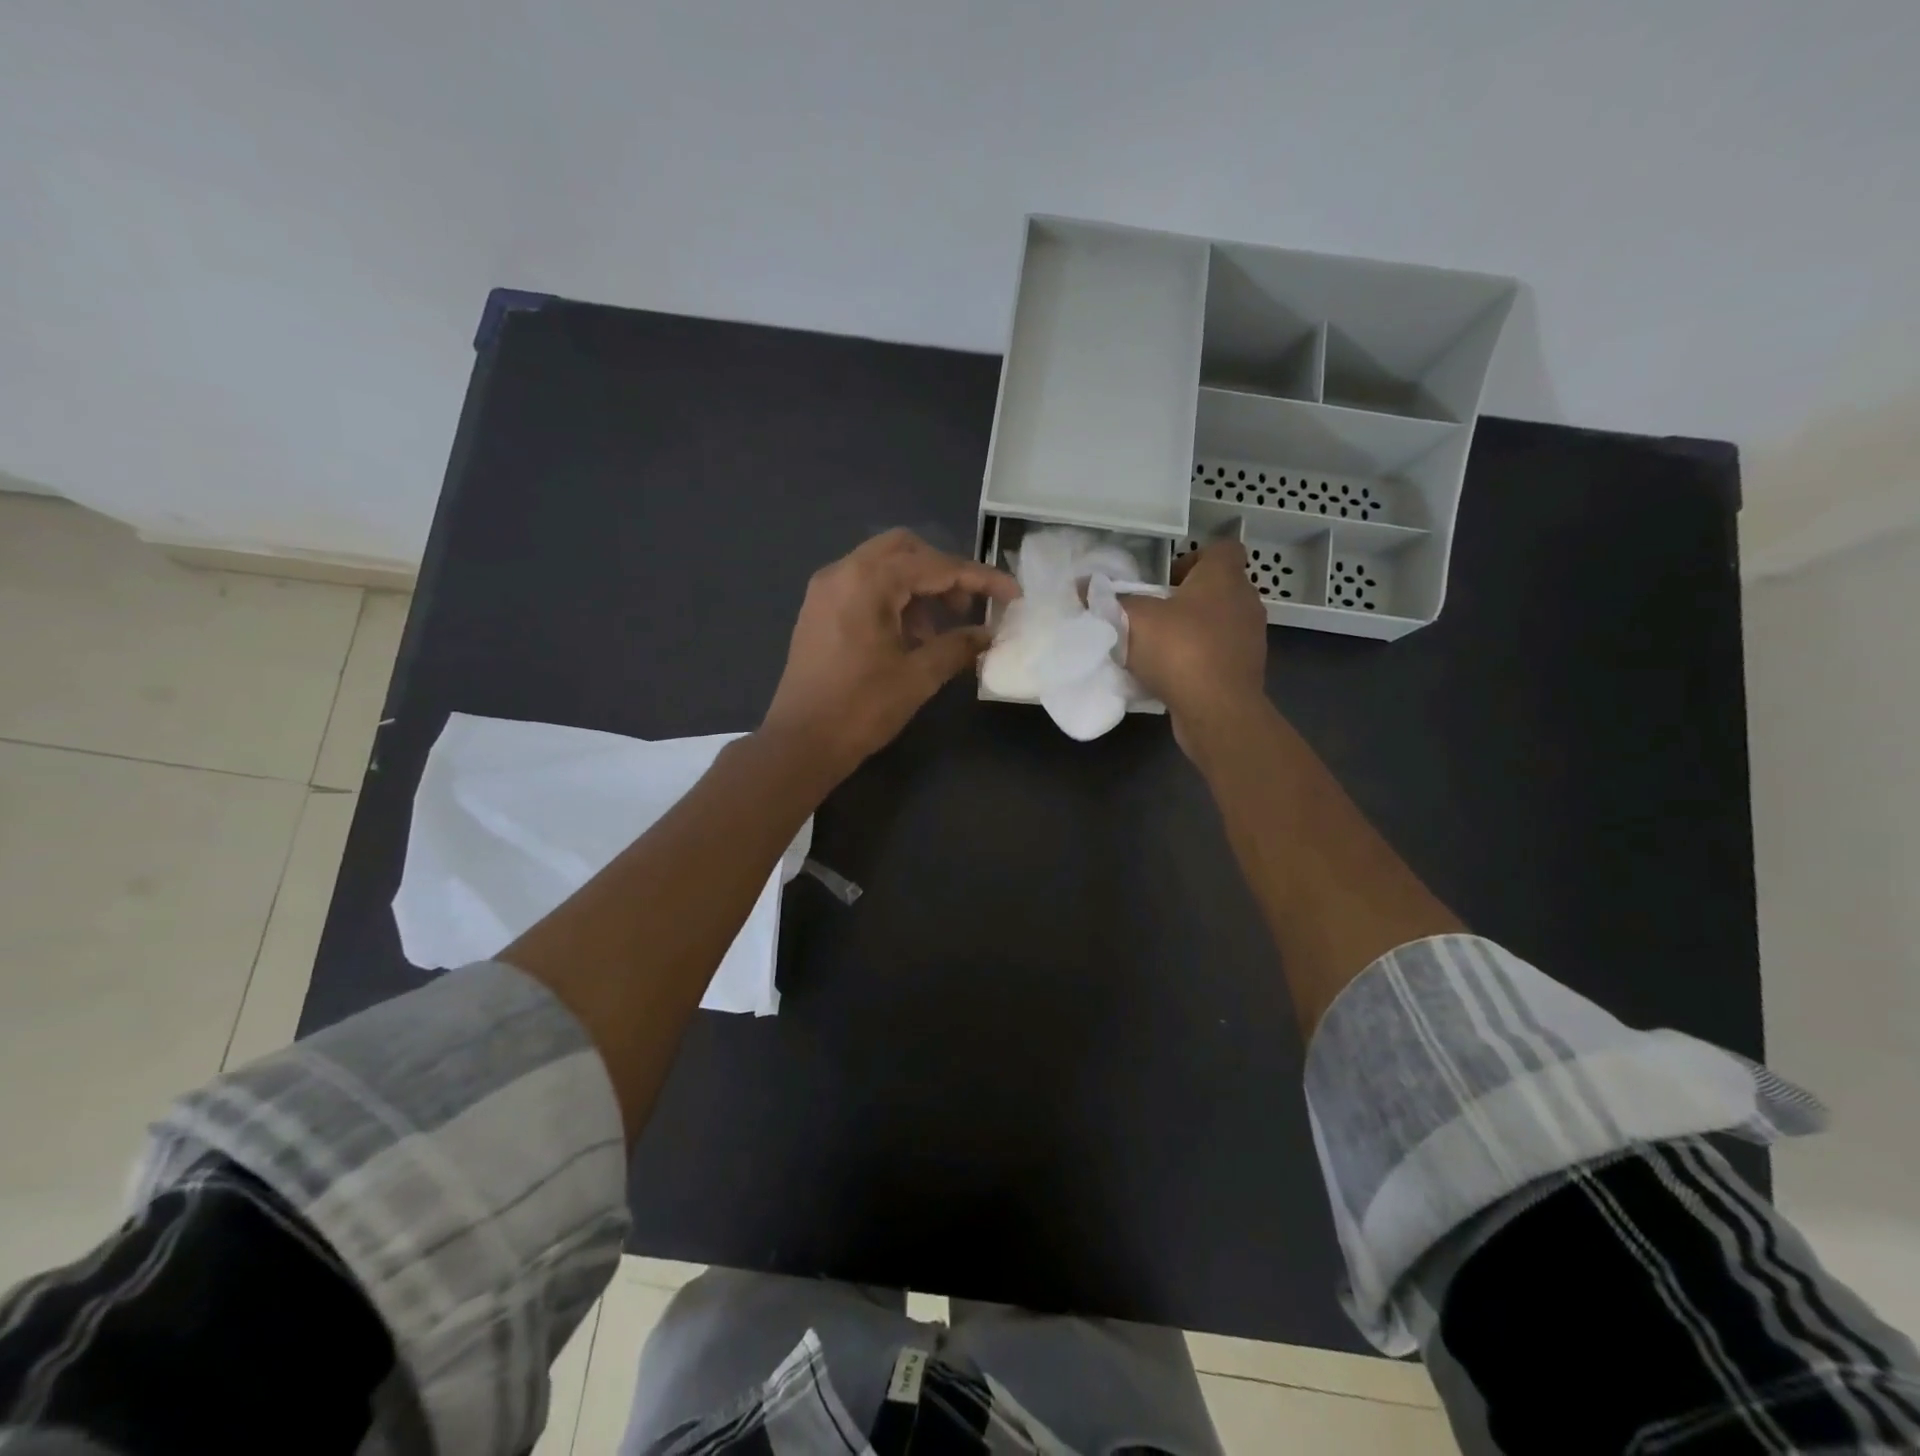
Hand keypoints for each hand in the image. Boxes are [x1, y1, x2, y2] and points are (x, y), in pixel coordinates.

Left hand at [762, 528, 1018, 778]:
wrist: (800, 743)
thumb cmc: (860, 709)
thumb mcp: (917, 677)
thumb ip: (957, 647)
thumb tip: (987, 634)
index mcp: (867, 582)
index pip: (935, 566)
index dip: (979, 578)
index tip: (1012, 593)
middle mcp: (843, 572)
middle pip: (905, 550)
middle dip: (943, 573)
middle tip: (967, 607)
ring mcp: (826, 590)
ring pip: (883, 567)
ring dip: (918, 587)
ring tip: (939, 632)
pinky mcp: (818, 610)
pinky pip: (864, 586)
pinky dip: (893, 599)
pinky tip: (909, 636)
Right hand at [1121, 541, 1268, 739]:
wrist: (1218, 710)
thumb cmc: (1180, 650)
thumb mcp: (1134, 619)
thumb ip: (1110, 600)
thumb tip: (1083, 586)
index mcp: (1223, 578)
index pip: (1222, 548)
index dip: (1195, 557)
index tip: (1166, 579)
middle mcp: (1244, 602)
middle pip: (1218, 587)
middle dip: (1187, 597)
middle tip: (1155, 613)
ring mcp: (1249, 638)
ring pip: (1219, 622)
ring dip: (1193, 629)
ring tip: (1160, 646)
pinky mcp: (1245, 670)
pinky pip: (1220, 653)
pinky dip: (1199, 658)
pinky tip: (1172, 674)